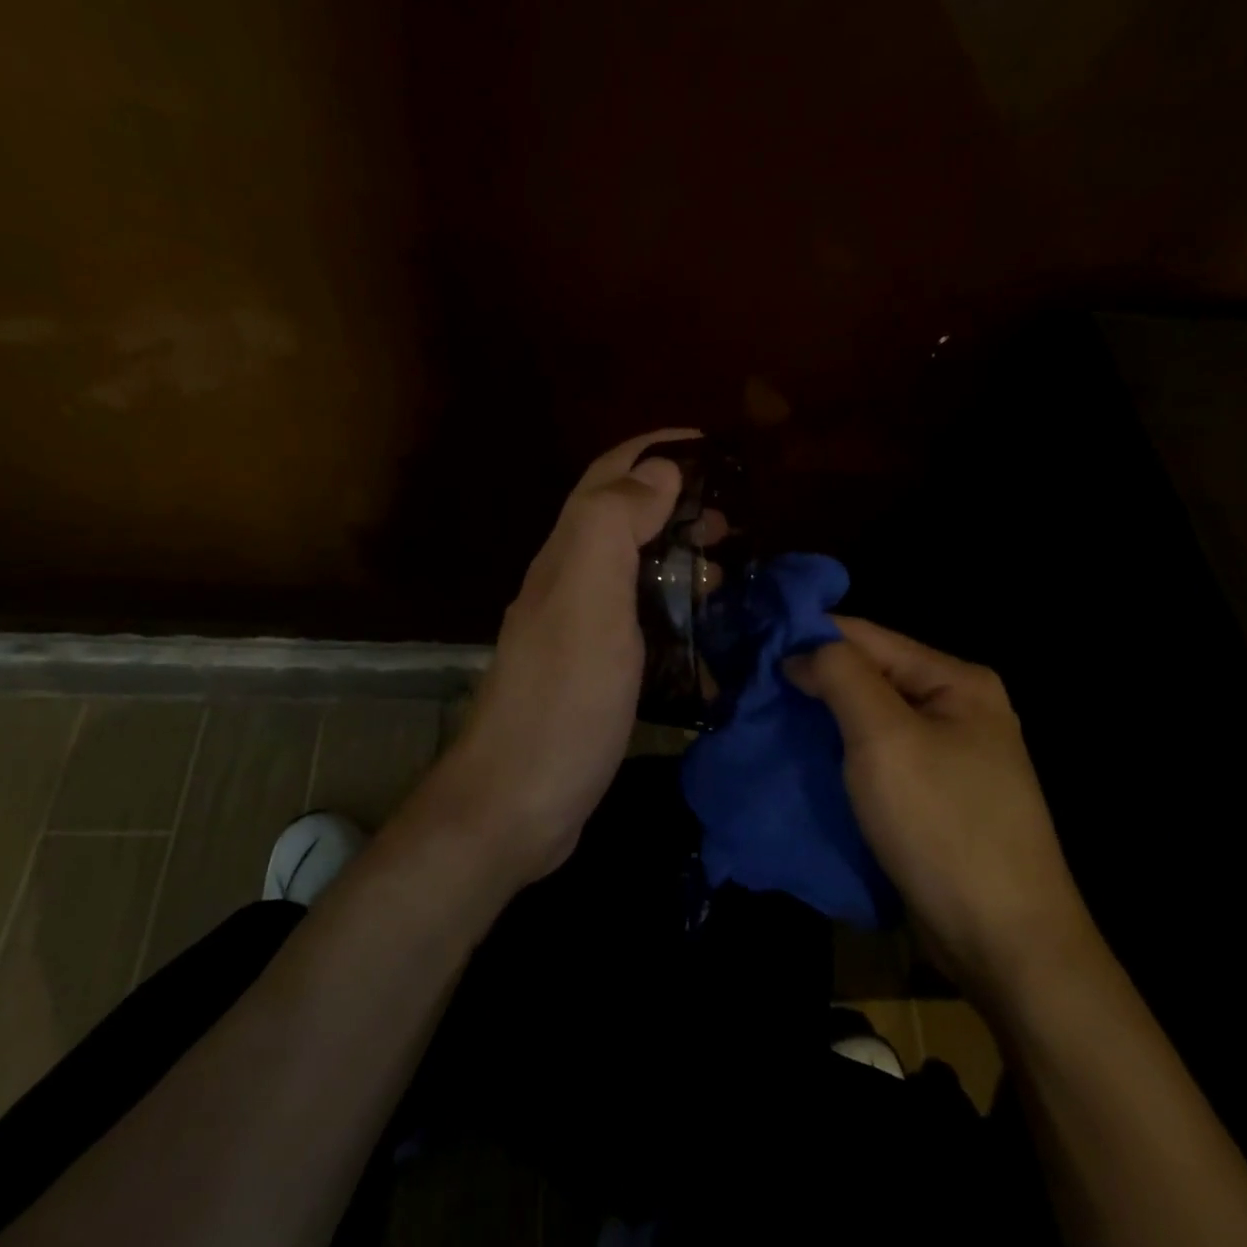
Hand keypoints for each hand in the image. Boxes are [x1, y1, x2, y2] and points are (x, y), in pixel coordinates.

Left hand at [422, 429, 696, 886]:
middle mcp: (568, 584)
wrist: (516, 802)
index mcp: (567, 556)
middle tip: (729, 520)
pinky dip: (673, 610)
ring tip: (726, 570)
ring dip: (676, 556)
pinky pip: (638, 621)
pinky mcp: (593, 672)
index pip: (607, 478)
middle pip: (620, 520)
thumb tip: (657, 471)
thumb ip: (613, 526)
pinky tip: (703, 632)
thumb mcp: (587, 600)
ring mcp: (579, 631)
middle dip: (673, 503)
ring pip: (631, 570)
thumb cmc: (561, 699)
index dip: (653, 449)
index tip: (709, 444)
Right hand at [787, 618, 1093, 994]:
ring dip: (820, 719)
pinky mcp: (933, 797)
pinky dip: (838, 754)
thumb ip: (842, 677)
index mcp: (957, 682)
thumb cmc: (943, 826)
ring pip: (868, 720)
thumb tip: (800, 651)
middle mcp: (957, 709)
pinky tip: (800, 757)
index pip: (868, 636)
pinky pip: (876, 759)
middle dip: (811, 680)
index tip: (752, 648)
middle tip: (751, 689)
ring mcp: (948, 756)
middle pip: (869, 676)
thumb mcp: (885, 739)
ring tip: (764, 720)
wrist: (1005, 945)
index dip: (808, 637)